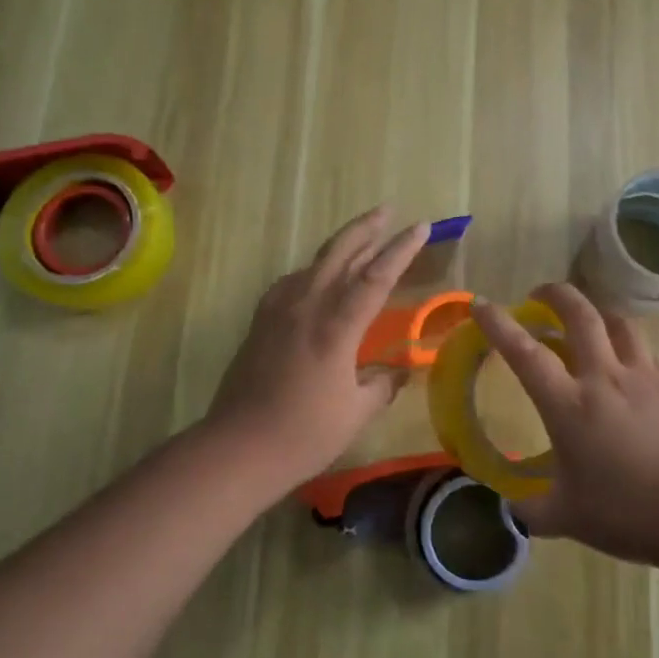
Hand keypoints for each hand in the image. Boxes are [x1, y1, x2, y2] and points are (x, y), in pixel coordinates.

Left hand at [206, 208, 428, 489]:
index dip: (401, 249)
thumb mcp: (356, 412)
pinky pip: (292, 282)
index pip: (376, 276)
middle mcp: (307, 306)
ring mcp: (279, 310)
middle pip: (340, 253)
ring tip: (360, 238)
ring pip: (314, 263)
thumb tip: (397, 371)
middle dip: (366, 228)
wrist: (238, 447)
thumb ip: (381, 385)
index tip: (421, 226)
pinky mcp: (261, 321)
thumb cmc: (304, 433)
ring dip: (340, 246)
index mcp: (336, 326)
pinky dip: (313, 270)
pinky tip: (316, 277)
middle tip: (387, 210)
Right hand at [472, 282, 658, 567]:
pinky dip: (627, 346)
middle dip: (556, 294)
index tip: (481, 305)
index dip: (499, 325)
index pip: (525, 353)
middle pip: (579, 315)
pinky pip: (644, 351)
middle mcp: (603, 378)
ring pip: (617, 323)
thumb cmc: (627, 512)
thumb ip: (534, 511)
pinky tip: (626, 365)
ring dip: (596, 312)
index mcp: (569, 405)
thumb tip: (513, 510)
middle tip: (540, 294)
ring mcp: (642, 377)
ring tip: (587, 320)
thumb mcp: (568, 517)